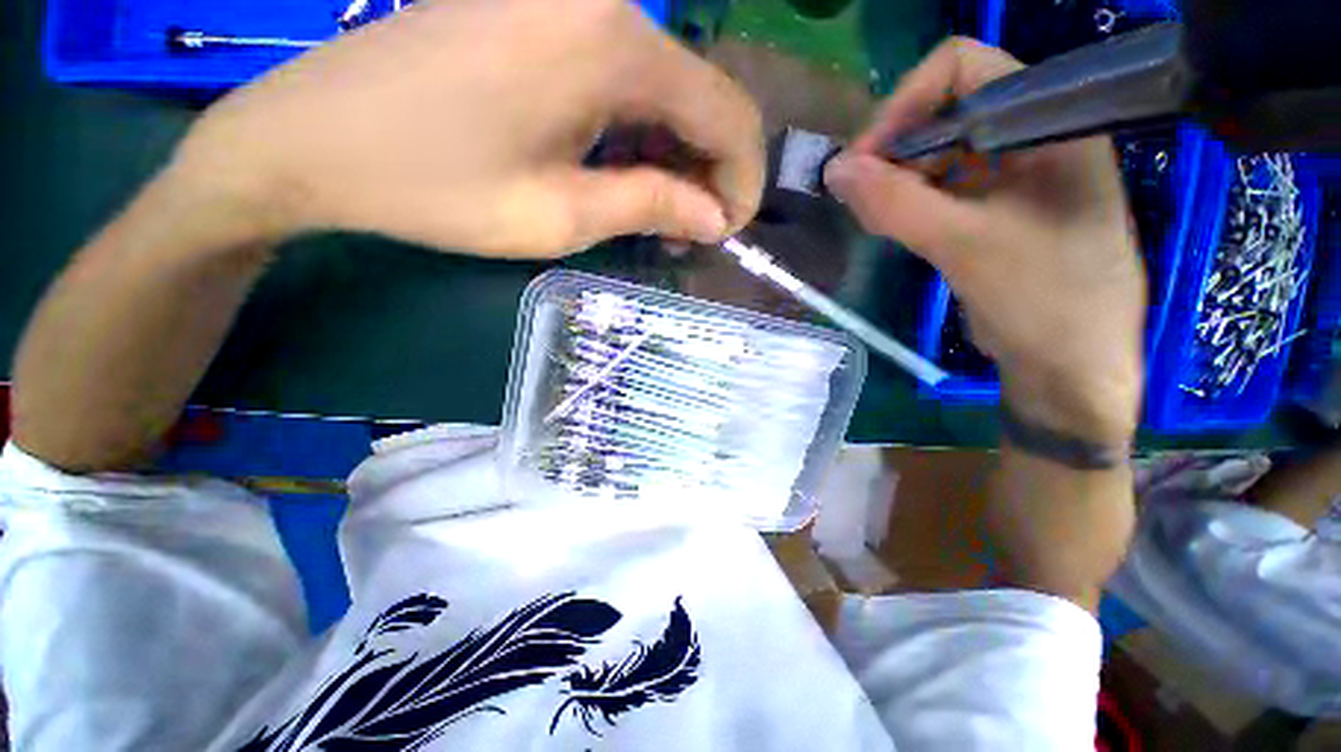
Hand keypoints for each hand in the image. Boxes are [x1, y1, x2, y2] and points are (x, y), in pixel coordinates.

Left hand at [171, 0, 764, 257]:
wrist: (313, 138)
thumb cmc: (434, 188)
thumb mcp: (558, 217)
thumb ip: (650, 207)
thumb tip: (714, 218)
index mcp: (612, 46)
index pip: (726, 113)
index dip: (742, 180)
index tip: (729, 230)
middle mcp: (606, 1)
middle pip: (702, 94)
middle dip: (710, 171)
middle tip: (688, 230)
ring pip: (666, 85)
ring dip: (675, 154)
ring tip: (654, 210)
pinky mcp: (542, 9)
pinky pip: (625, 72)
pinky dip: (640, 129)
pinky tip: (619, 167)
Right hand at [825, 38, 1145, 446]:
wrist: (1070, 365)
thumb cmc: (1042, 299)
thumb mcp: (966, 245)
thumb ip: (897, 203)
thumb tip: (833, 169)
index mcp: (1049, 121)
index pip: (964, 67)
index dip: (906, 103)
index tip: (866, 159)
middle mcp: (1033, 135)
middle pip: (945, 108)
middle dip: (895, 148)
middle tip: (863, 198)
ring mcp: (1014, 173)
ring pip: (937, 151)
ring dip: (898, 178)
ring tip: (875, 218)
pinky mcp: (995, 207)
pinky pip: (940, 185)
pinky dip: (909, 201)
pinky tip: (893, 227)